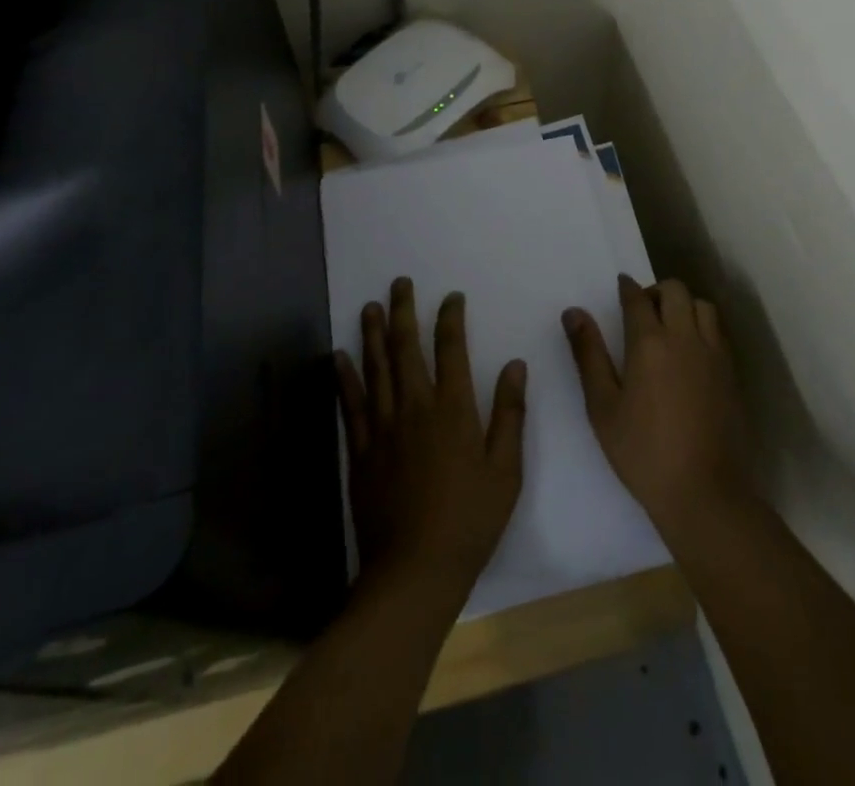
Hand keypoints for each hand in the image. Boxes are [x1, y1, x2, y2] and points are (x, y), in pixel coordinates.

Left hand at [336, 278, 527, 589]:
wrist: (415, 571)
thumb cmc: (469, 521)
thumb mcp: (506, 471)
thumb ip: (511, 414)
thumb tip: (515, 365)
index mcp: (453, 409)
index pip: (451, 348)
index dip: (451, 317)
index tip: (451, 297)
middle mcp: (414, 407)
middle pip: (405, 347)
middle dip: (402, 310)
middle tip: (399, 283)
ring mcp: (383, 427)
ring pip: (375, 367)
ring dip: (372, 333)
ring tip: (369, 306)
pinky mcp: (361, 450)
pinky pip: (351, 404)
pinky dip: (345, 376)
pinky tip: (339, 356)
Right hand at [563, 275, 751, 539]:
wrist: (705, 493)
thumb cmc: (643, 452)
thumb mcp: (602, 406)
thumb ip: (588, 354)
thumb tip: (574, 312)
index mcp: (650, 343)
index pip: (637, 298)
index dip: (627, 287)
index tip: (621, 285)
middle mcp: (685, 338)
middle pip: (675, 291)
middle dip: (656, 291)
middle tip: (642, 311)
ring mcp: (714, 355)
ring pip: (703, 306)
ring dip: (684, 305)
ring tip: (670, 327)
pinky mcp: (732, 374)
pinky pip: (718, 332)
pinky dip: (703, 326)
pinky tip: (691, 352)